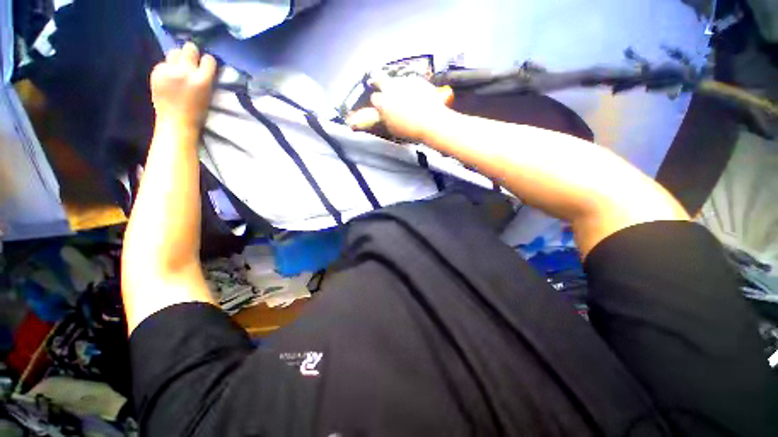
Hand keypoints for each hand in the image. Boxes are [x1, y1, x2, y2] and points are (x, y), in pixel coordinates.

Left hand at [150, 42, 216, 127]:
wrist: (176, 123)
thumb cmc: (196, 112)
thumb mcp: (207, 94)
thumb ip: (204, 78)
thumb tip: (200, 64)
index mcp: (202, 80)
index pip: (208, 59)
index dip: (207, 62)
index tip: (205, 67)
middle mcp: (185, 72)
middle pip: (190, 48)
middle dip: (192, 54)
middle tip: (191, 62)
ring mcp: (169, 71)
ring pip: (175, 52)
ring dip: (178, 58)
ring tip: (178, 69)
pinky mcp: (156, 72)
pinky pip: (164, 63)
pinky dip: (167, 68)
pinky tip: (168, 79)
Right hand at [346, 72, 453, 141]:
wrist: (430, 121)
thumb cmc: (410, 129)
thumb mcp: (393, 128)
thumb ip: (385, 118)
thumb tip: (384, 114)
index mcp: (383, 102)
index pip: (374, 98)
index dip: (378, 101)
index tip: (380, 104)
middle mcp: (391, 88)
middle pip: (379, 79)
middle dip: (378, 81)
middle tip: (380, 84)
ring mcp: (404, 81)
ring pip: (397, 80)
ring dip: (398, 86)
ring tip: (405, 97)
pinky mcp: (417, 79)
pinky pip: (411, 82)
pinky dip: (412, 87)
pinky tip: (417, 97)